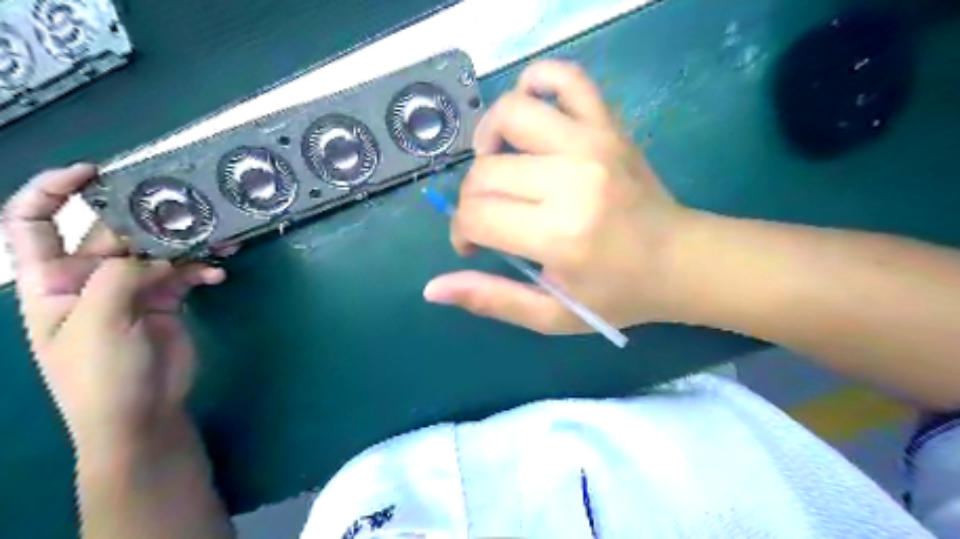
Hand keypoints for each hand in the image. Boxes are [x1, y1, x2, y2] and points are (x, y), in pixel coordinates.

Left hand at [5, 164, 225, 446]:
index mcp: (51, 280)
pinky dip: (202, 271)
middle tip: (187, 211)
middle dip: (148, 219)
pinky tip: (217, 276)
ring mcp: (131, 289)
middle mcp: (90, 278)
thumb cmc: (99, 373)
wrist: (140, 412)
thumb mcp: (96, 323)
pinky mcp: (166, 300)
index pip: (34, 223)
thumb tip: (156, 255)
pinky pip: (185, 274)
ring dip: (187, 244)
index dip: (54, 191)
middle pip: (114, 233)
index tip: (93, 172)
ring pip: (158, 252)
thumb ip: (119, 277)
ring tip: (218, 239)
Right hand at [423, 62, 693, 332]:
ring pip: (511, 113)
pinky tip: (530, 116)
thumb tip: (433, 289)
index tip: (474, 246)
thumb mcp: (552, 316)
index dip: (461, 231)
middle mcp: (572, 180)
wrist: (682, 261)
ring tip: (499, 165)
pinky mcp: (608, 125)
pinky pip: (565, 77)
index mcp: (559, 235)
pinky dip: (536, 83)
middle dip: (472, 199)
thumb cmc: (617, 295)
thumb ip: (492, 300)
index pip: (476, 215)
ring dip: (489, 139)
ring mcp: (593, 143)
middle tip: (491, 218)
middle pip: (486, 171)